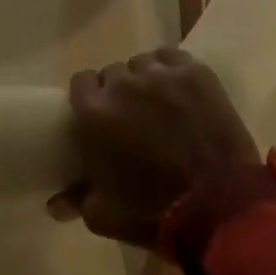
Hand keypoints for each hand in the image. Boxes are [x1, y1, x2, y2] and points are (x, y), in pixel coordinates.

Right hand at [55, 47, 259, 246]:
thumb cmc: (156, 214)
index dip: (90, 96)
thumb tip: (54, 202)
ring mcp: (159, 73)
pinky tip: (180, 92)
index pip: (81, 82)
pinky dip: (171, 71)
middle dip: (119, 92)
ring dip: (146, 82)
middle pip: (113, 73)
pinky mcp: (192, 70)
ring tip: (161, 107)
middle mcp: (123, 83)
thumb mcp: (106, 217)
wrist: (220, 209)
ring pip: (143, 64)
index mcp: (95, 112)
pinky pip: (171, 58)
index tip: (100, 115)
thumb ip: (76, 200)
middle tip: (134, 118)